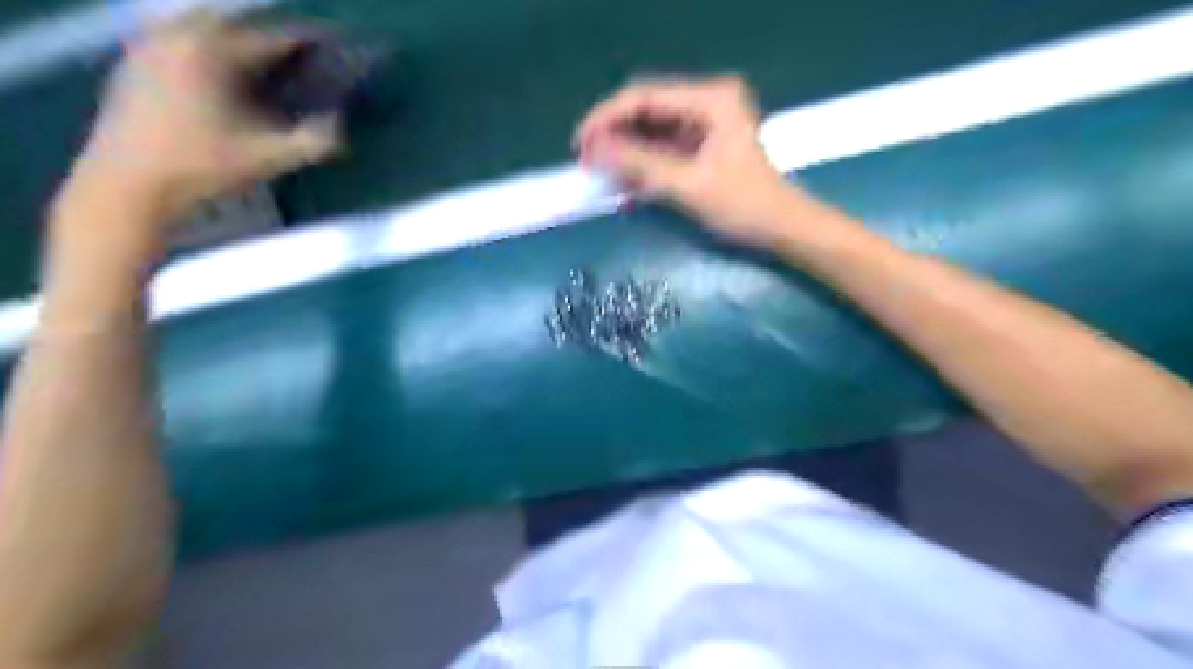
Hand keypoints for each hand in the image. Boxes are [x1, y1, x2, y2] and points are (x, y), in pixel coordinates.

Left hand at [75, 10, 340, 217]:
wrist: (129, 183)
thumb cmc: (203, 167)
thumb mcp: (269, 158)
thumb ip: (313, 142)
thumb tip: (340, 125)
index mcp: (211, 52)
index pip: (269, 38)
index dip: (303, 43)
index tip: (328, 47)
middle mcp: (176, 36)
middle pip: (231, 23)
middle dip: (265, 37)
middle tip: (294, 55)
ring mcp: (147, 47)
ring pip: (199, 29)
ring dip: (232, 41)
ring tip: (258, 63)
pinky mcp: (132, 64)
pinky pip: (175, 41)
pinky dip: (203, 49)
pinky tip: (218, 75)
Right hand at [577, 75, 809, 248]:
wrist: (783, 230)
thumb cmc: (744, 208)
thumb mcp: (688, 187)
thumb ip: (640, 165)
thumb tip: (593, 150)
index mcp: (711, 99)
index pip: (645, 96)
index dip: (607, 117)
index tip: (580, 143)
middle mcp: (707, 101)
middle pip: (646, 108)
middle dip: (613, 133)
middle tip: (584, 160)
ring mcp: (706, 123)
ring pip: (651, 128)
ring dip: (625, 149)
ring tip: (597, 171)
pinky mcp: (703, 144)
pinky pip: (663, 146)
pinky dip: (642, 162)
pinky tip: (623, 178)